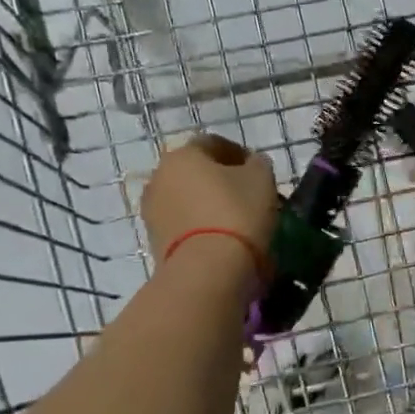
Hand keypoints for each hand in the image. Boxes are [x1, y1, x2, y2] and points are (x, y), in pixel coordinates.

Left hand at [141, 133, 278, 262]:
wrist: (207, 270)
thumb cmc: (236, 213)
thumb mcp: (261, 179)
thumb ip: (257, 164)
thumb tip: (250, 165)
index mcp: (183, 154)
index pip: (214, 143)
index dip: (239, 154)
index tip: (258, 171)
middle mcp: (159, 176)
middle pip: (196, 172)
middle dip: (220, 180)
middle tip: (247, 196)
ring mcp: (152, 211)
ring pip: (187, 199)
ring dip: (207, 204)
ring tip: (235, 222)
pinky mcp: (154, 241)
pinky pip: (182, 225)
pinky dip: (199, 227)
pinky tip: (220, 239)